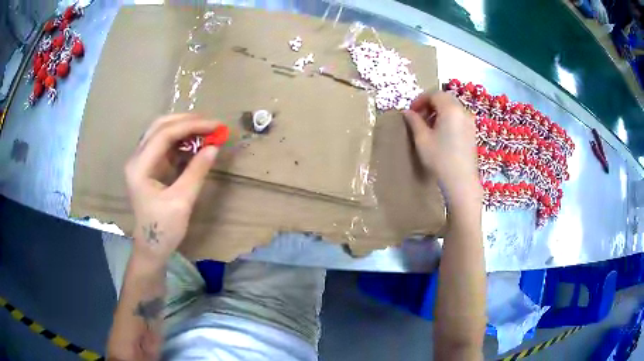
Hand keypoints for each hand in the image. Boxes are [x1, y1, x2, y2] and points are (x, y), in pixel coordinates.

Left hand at [125, 114, 220, 264]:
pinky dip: (181, 139)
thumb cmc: (163, 229)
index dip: (191, 126)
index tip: (216, 126)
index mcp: (139, 167)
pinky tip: (196, 142)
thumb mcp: (182, 202)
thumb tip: (214, 147)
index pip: (164, 134)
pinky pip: (164, 143)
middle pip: (160, 126)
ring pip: (161, 131)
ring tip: (207, 130)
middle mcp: (137, 158)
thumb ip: (196, 171)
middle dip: (187, 121)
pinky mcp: (149, 165)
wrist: (151, 247)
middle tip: (212, 124)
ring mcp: (141, 160)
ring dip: (184, 127)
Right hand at [403, 91, 480, 200]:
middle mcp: (463, 111)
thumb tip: (407, 112)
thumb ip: (414, 121)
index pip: (434, 94)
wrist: (461, 181)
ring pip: (452, 108)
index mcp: (450, 109)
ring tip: (429, 126)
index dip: (420, 100)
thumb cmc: (440, 159)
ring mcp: (470, 122)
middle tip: (419, 117)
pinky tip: (441, 133)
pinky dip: (448, 118)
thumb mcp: (422, 139)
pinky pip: (458, 117)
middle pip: (445, 98)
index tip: (411, 111)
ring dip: (439, 111)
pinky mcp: (472, 132)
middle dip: (430, 104)